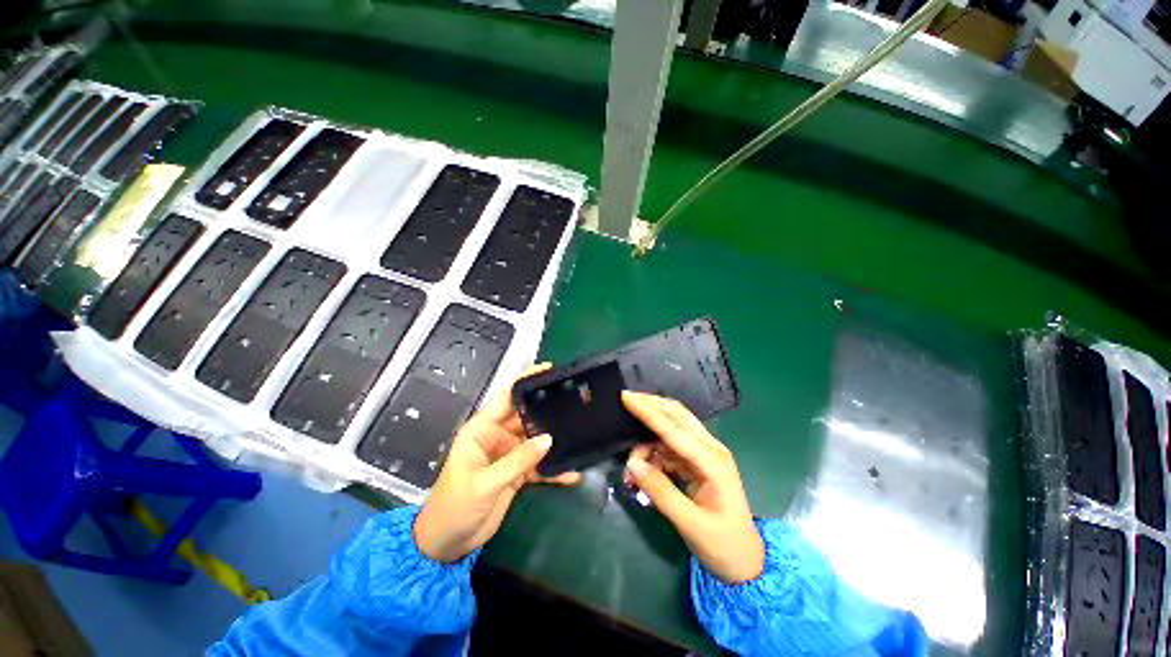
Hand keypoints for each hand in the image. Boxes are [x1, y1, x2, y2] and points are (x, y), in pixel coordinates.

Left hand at [414, 365, 580, 562]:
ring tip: (578, 432)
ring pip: (535, 439)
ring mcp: (509, 454)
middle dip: (546, 409)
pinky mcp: (517, 473)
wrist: (448, 544)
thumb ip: (517, 461)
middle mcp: (497, 436)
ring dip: (554, 439)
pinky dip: (553, 468)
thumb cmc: (455, 507)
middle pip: (525, 416)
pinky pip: (538, 465)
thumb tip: (549, 439)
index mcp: (481, 430)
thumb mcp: (484, 483)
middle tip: (574, 400)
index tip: (549, 369)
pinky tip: (571, 472)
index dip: (525, 381)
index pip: (505, 397)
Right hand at [622, 391, 764, 583]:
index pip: (674, 429)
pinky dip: (654, 452)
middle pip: (677, 416)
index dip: (648, 412)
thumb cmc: (723, 545)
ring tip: (632, 464)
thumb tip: (632, 464)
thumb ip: (660, 491)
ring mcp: (705, 454)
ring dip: (649, 438)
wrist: (747, 562)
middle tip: (626, 400)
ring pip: (672, 430)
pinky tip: (643, 467)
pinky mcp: (698, 462)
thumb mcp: (690, 524)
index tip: (626, 397)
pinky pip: (671, 447)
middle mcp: (711, 449)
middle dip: (651, 406)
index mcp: (713, 461)